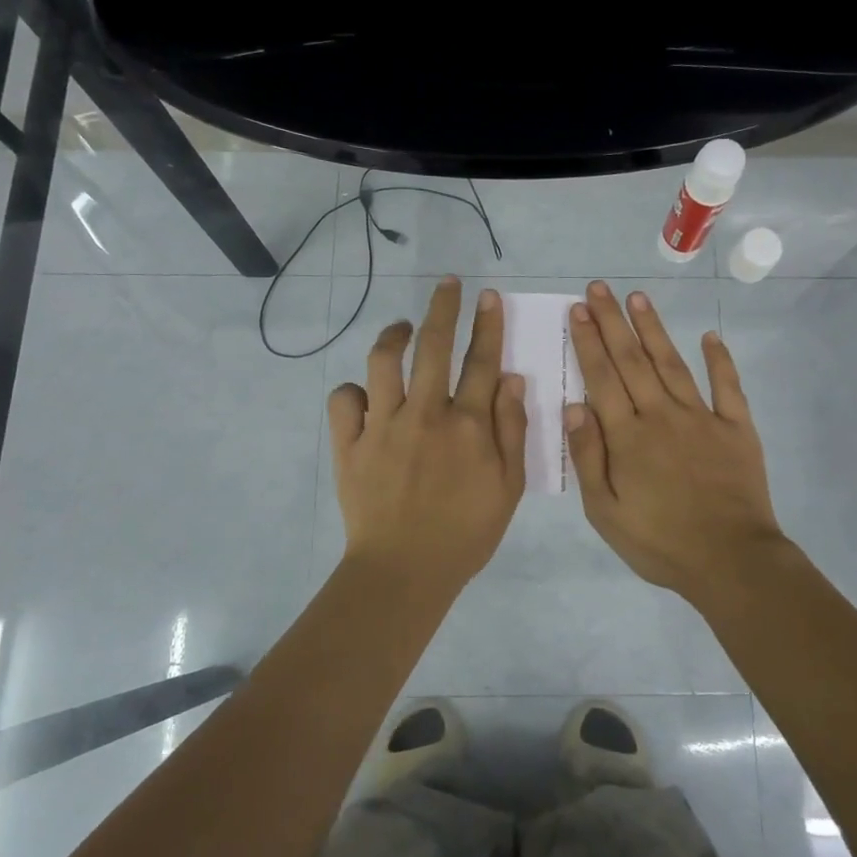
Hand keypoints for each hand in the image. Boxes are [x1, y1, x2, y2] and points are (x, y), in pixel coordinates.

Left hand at [328, 277, 528, 592]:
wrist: (404, 571)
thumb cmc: (466, 533)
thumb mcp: (508, 487)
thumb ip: (511, 429)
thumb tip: (511, 378)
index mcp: (467, 425)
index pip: (481, 361)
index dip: (487, 325)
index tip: (488, 296)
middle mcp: (425, 414)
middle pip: (433, 345)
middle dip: (442, 307)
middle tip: (446, 284)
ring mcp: (382, 426)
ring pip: (383, 361)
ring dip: (393, 335)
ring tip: (401, 327)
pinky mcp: (350, 444)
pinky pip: (344, 400)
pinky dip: (353, 390)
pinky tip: (366, 393)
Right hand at [565, 281, 786, 601]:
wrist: (730, 561)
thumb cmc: (659, 542)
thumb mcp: (605, 512)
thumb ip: (588, 457)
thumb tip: (572, 406)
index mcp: (627, 436)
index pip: (602, 378)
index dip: (588, 341)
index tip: (579, 310)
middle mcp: (661, 415)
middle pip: (632, 361)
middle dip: (613, 322)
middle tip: (599, 288)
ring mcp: (702, 418)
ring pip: (672, 363)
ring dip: (653, 329)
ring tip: (638, 298)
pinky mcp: (736, 428)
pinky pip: (727, 387)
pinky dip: (720, 360)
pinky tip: (710, 336)